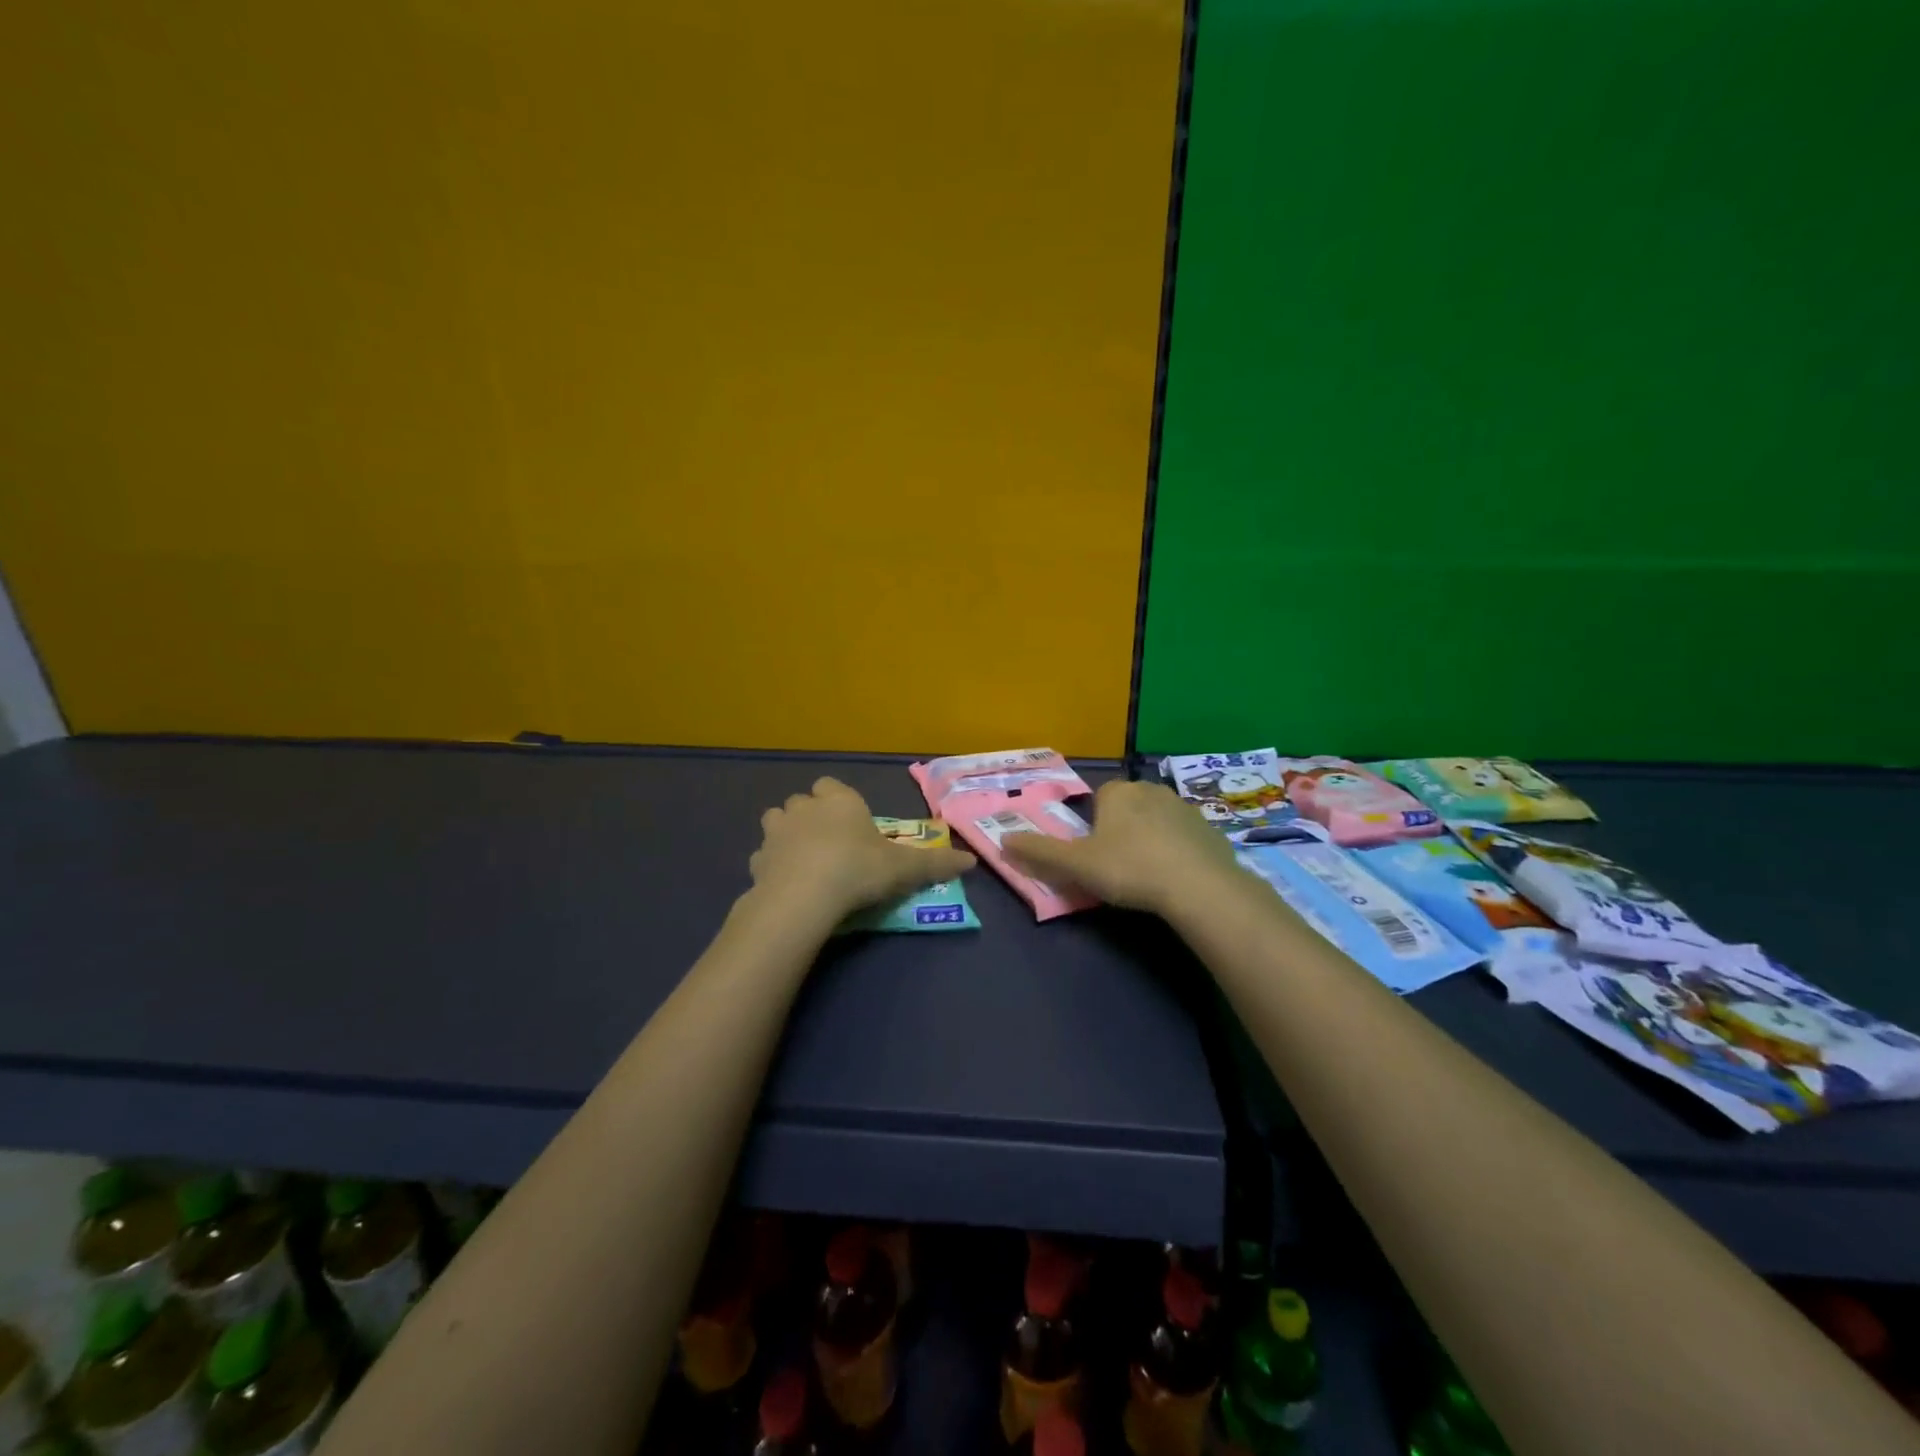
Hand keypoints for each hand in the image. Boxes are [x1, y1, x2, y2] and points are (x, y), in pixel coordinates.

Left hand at [750, 777, 976, 920]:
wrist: (805, 896)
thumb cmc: (859, 869)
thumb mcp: (905, 869)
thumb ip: (936, 864)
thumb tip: (971, 861)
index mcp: (839, 800)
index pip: (831, 785)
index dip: (839, 801)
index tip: (851, 823)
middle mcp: (804, 808)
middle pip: (802, 801)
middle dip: (812, 816)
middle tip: (830, 843)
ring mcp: (776, 832)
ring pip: (777, 821)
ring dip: (787, 834)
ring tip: (804, 859)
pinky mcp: (756, 860)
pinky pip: (764, 856)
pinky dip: (773, 865)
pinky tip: (786, 884)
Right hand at [1000, 780, 1240, 917]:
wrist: (1198, 886)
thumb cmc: (1129, 868)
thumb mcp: (1076, 865)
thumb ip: (1039, 852)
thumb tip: (1003, 841)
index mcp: (1119, 792)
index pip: (1099, 799)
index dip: (1094, 826)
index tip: (1096, 853)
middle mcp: (1151, 789)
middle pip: (1128, 807)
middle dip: (1122, 830)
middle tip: (1118, 866)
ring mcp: (1185, 808)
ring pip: (1158, 820)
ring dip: (1151, 838)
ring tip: (1148, 874)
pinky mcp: (1210, 830)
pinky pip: (1185, 838)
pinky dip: (1178, 852)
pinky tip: (1176, 879)